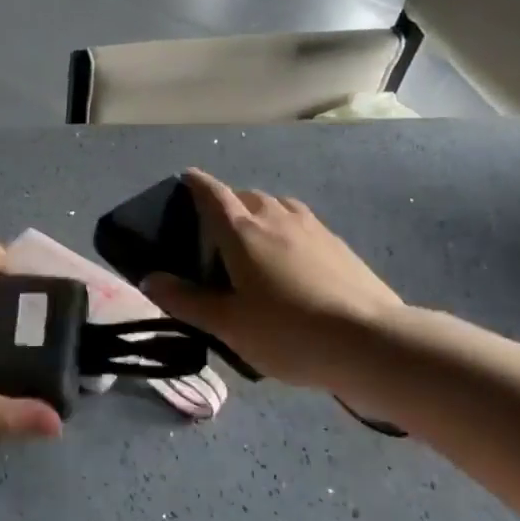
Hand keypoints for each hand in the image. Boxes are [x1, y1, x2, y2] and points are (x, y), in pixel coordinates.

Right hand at [143, 168, 404, 392]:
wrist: (369, 341)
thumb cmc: (287, 331)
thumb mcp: (227, 325)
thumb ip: (186, 300)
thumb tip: (150, 278)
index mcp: (241, 231)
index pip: (212, 193)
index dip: (195, 183)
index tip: (185, 179)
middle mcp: (275, 217)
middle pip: (245, 196)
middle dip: (227, 204)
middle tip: (216, 231)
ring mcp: (312, 227)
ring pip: (277, 206)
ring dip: (260, 214)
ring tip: (254, 242)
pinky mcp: (338, 243)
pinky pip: (301, 224)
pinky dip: (287, 230)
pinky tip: (292, 260)